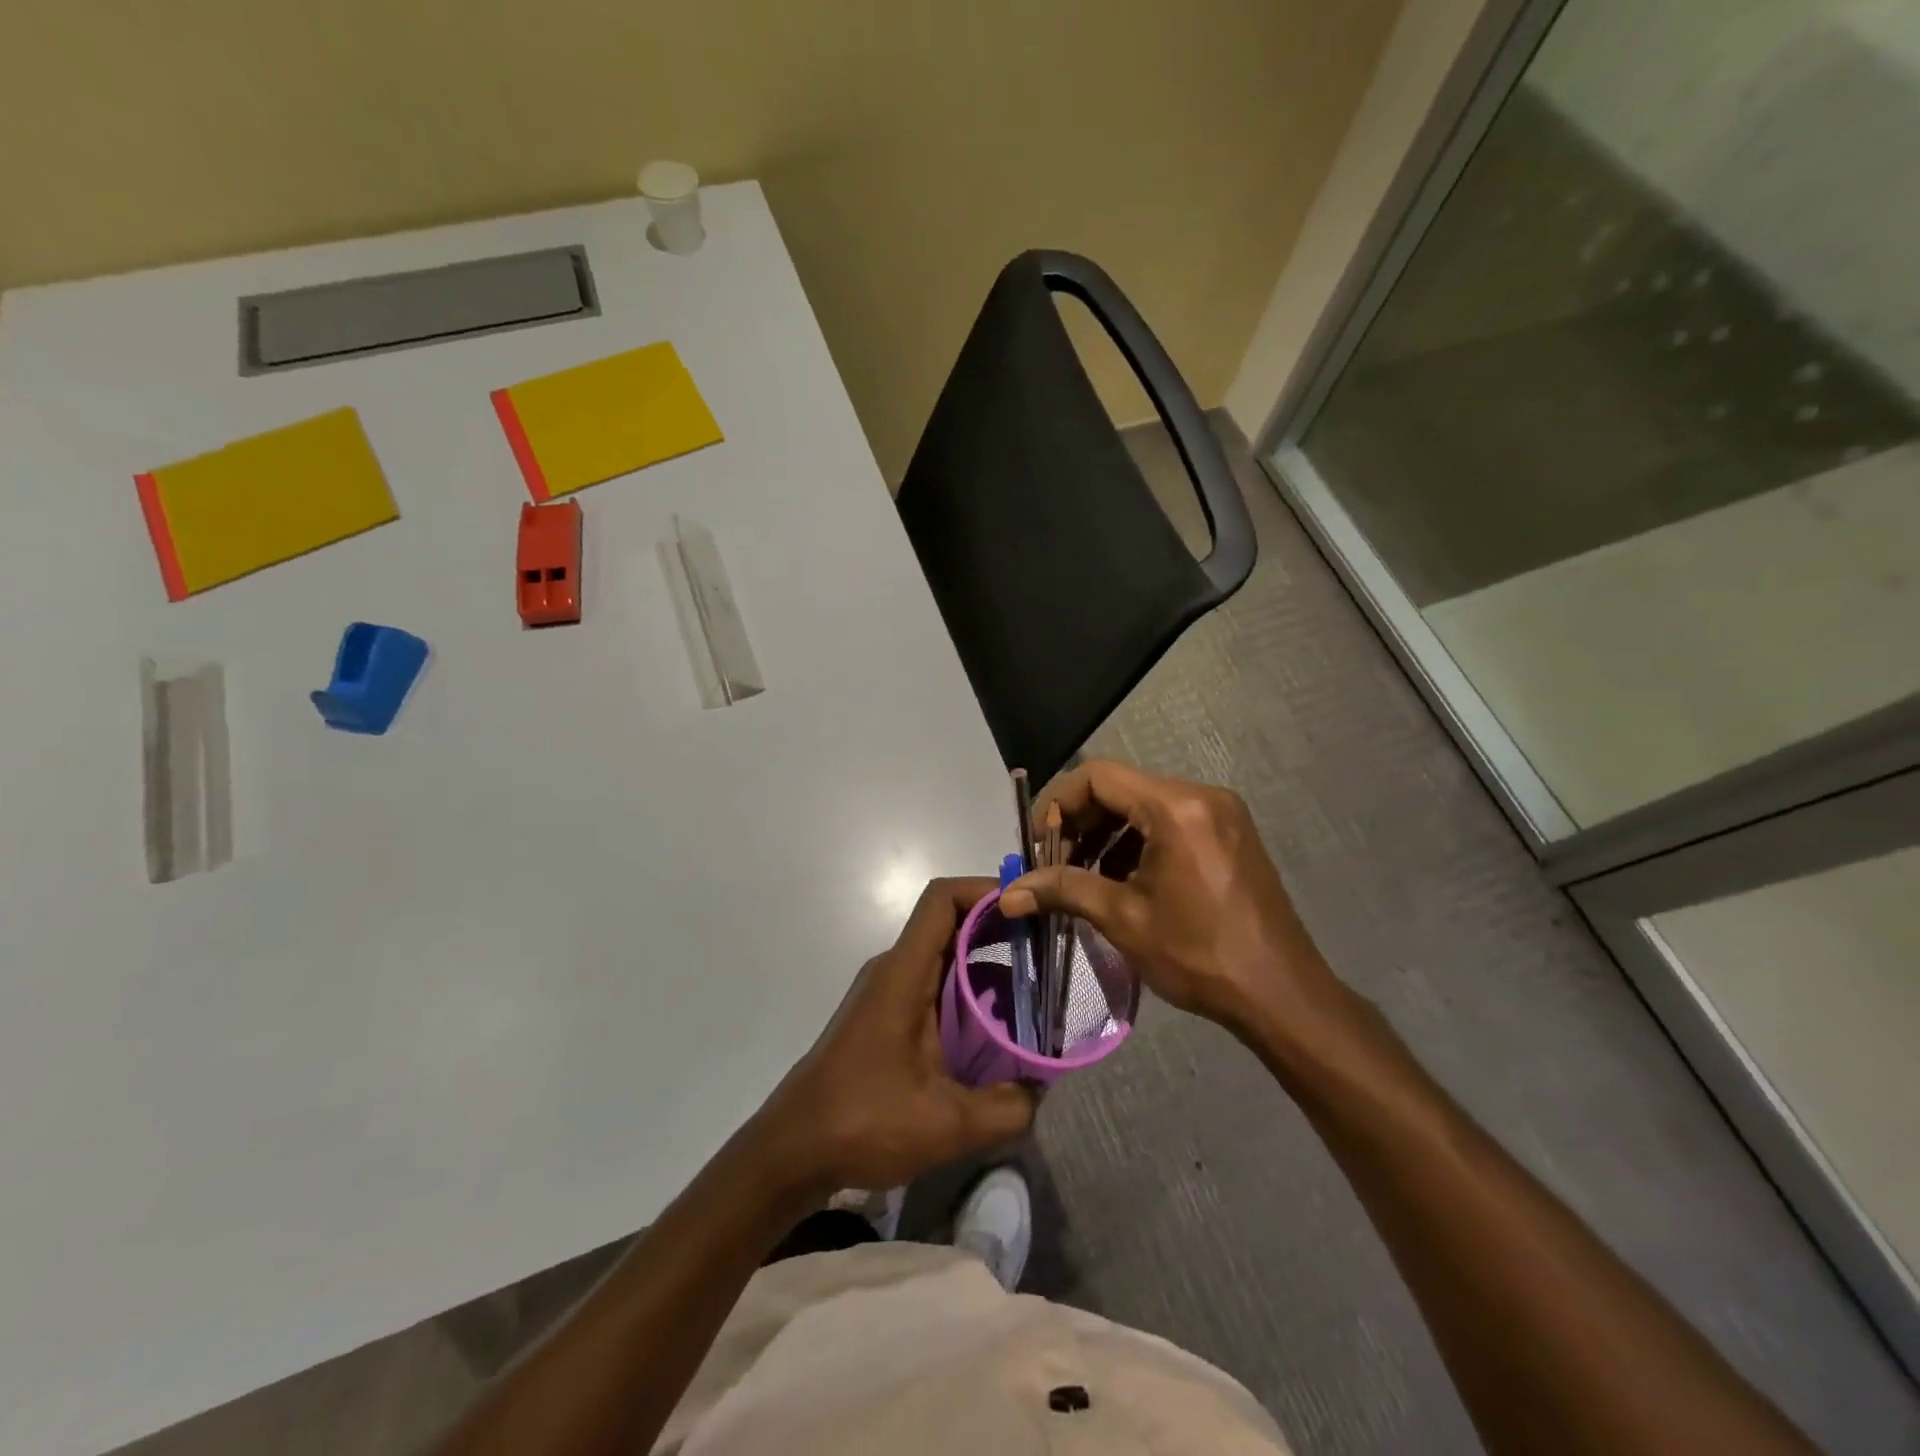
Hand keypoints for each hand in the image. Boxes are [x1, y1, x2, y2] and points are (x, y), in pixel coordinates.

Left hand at [751, 878, 1035, 1194]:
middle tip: (1044, 954)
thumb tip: (1040, 1089)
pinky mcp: (883, 1015)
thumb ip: (1007, 1108)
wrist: (792, 1150)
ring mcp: (885, 992)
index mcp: (904, 975)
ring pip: (942, 957)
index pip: (942, 900)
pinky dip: (966, 993)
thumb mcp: (947, 1125)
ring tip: (1030, 997)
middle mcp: (893, 970)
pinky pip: (931, 984)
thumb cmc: (863, 1123)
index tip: (1029, 908)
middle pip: (948, 923)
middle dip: (998, 930)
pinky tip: (992, 1032)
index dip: (985, 890)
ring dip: (985, 966)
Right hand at [998, 761, 1342, 1039]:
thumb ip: (1063, 890)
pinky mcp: (1229, 834)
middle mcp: (1201, 796)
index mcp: (1176, 807)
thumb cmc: (1199, 955)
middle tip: (1053, 864)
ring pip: (1142, 805)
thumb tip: (1006, 895)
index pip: (1097, 776)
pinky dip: (1135, 843)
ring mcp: (1220, 814)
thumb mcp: (1123, 918)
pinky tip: (1119, 880)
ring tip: (1081, 877)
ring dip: (1105, 834)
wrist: (1281, 995)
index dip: (1056, 803)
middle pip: (1120, 788)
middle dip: (1079, 822)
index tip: (1037, 843)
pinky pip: (1168, 822)